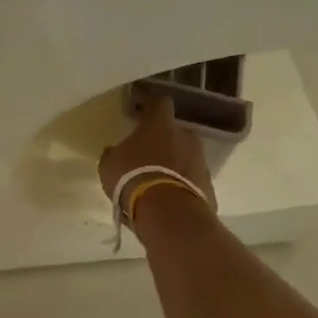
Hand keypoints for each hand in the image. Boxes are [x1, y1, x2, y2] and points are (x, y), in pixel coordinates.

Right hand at [98, 91, 215, 210]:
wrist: (168, 214)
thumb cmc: (133, 179)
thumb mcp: (110, 165)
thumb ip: (115, 153)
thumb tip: (116, 151)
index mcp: (160, 125)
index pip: (159, 103)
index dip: (150, 106)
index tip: (141, 110)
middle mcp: (185, 137)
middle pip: (175, 132)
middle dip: (164, 141)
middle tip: (148, 155)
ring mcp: (200, 161)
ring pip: (186, 156)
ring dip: (174, 164)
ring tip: (158, 182)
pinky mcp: (208, 185)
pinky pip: (192, 179)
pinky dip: (182, 185)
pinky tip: (168, 199)